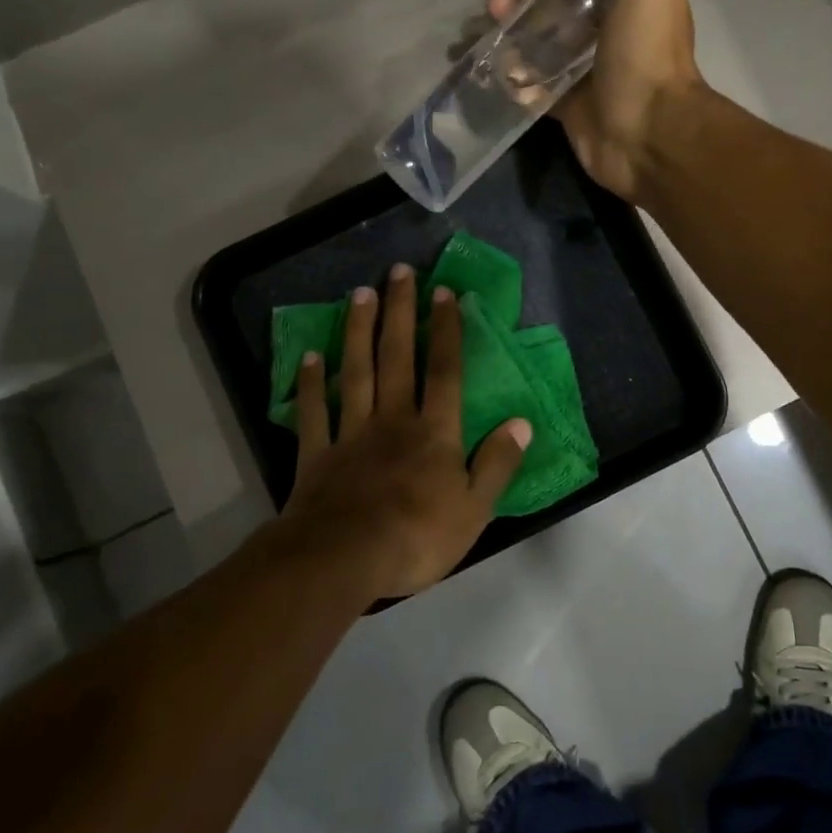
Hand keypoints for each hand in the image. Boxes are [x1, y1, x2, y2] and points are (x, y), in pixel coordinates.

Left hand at [273, 263, 531, 600]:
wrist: (342, 560)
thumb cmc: (417, 537)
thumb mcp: (474, 509)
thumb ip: (497, 463)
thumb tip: (521, 422)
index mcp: (434, 432)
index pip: (445, 371)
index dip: (447, 330)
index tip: (445, 292)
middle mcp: (393, 419)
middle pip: (397, 357)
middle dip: (400, 312)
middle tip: (398, 272)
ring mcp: (351, 433)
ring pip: (356, 372)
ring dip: (358, 331)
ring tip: (360, 294)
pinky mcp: (318, 454)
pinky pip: (315, 411)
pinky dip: (311, 383)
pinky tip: (310, 356)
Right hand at [489, 0, 705, 202]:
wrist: (648, 134)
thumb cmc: (647, 53)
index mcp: (633, 0)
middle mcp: (611, 34)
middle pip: (563, 2)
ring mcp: (589, 73)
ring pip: (545, 43)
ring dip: (516, 27)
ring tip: (494, 17)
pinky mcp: (570, 108)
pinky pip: (537, 87)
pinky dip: (518, 76)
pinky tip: (501, 65)